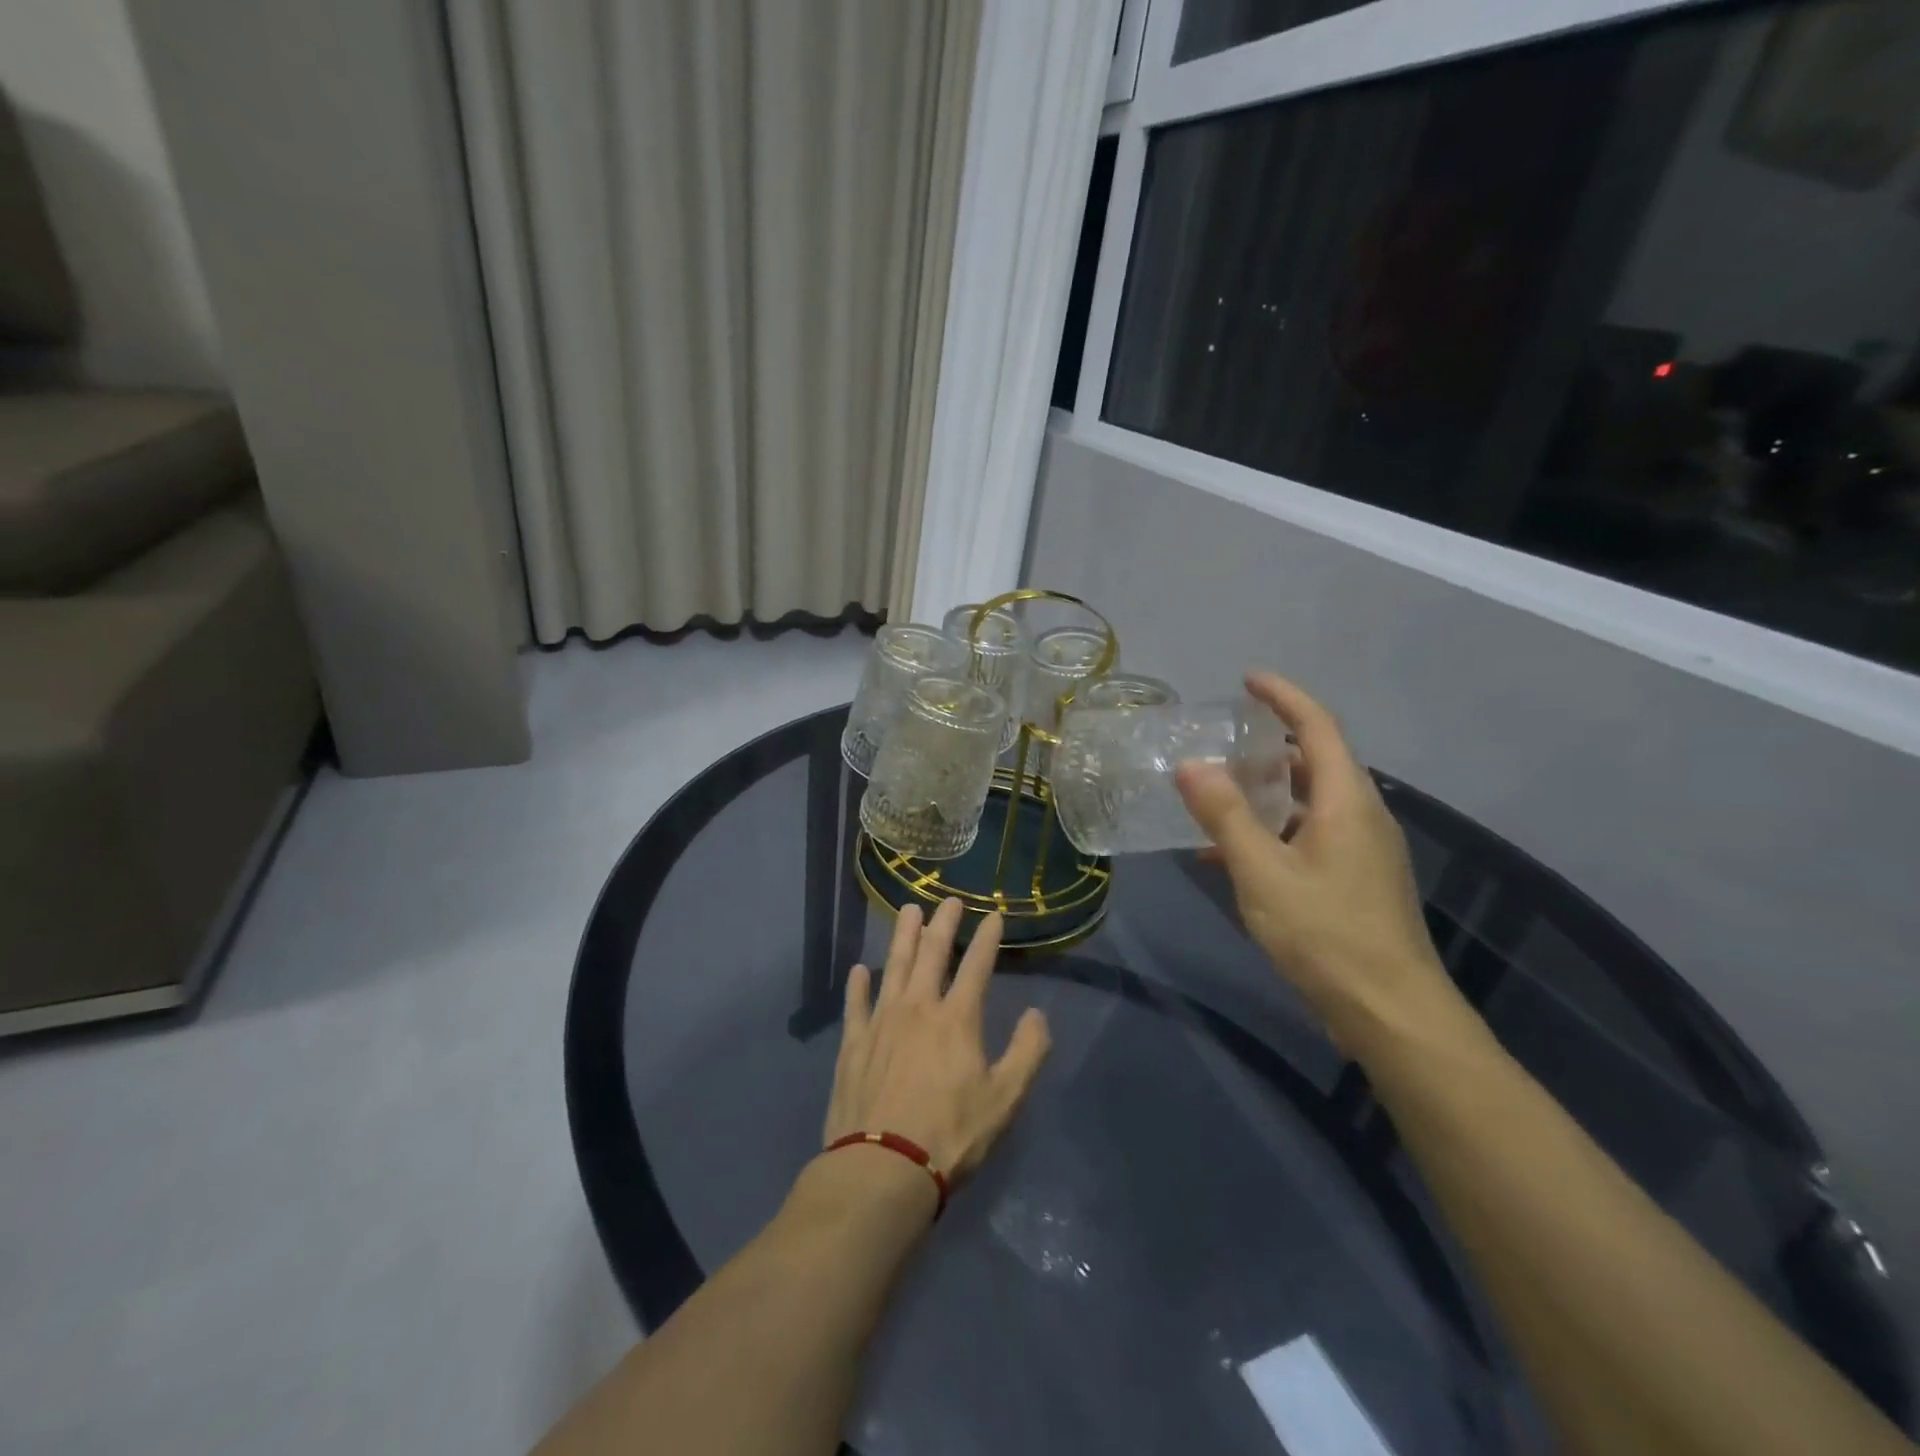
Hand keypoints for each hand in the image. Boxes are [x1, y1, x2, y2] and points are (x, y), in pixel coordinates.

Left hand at [823, 898, 1050, 1181]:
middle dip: (943, 923)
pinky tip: (859, 970)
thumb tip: (1037, 1015)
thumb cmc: (951, 1135)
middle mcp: (918, 1008)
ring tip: (908, 911)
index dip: (988, 938)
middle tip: (949, 900)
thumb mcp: (1004, 1100)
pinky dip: (858, 985)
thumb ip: (1027, 1053)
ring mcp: (882, 1022)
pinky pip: (856, 1005)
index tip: (994, 915)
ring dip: (903, 937)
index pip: (977, 966)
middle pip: (932, 953)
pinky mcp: (854, 1044)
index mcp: (957, 1019)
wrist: (883, 1168)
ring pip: (894, 967)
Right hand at [1177, 672, 1466, 1052]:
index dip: (1284, 697)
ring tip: (1220, 793)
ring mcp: (1363, 852)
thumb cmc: (1327, 935)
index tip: (1248, 679)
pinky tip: (1232, 855)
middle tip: (1224, 740)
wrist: (1391, 1014)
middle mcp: (1362, 817)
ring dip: (1268, 791)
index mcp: (1347, 801)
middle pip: (1318, 762)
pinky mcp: (1356, 882)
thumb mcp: (1263, 873)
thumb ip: (1226, 816)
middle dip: (1272, 744)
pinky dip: (1273, 832)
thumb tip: (1191, 765)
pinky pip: (1310, 837)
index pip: (1318, 727)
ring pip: (1311, 803)